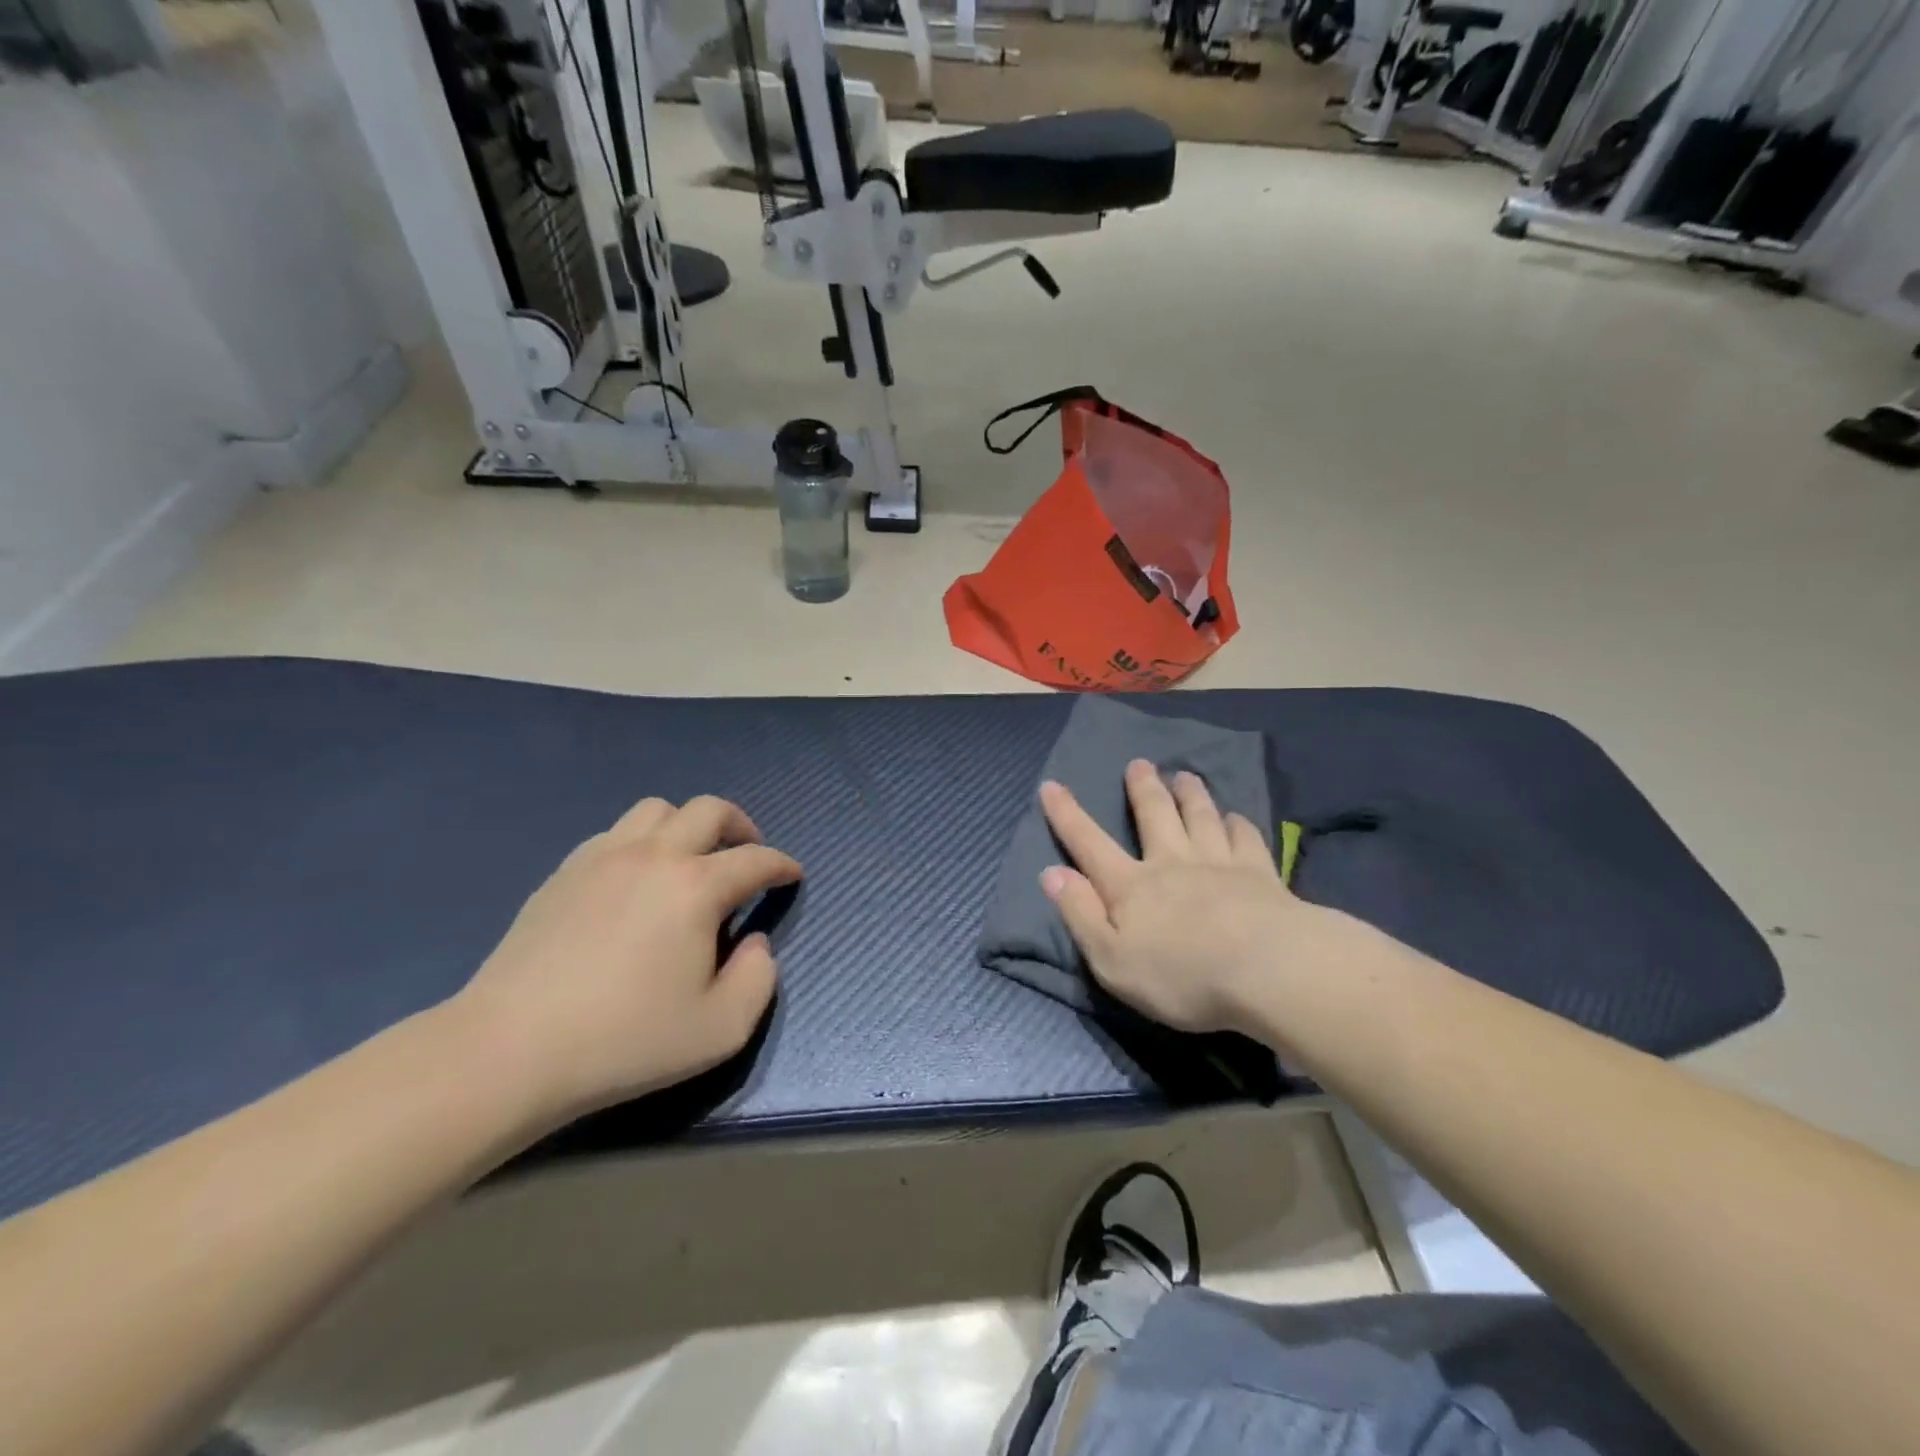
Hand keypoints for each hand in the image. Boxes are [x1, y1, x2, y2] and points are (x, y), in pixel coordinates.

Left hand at [450, 795, 800, 1128]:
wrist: (510, 1050)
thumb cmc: (626, 1041)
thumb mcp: (721, 1029)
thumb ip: (759, 979)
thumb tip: (754, 942)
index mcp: (697, 887)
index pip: (756, 859)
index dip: (782, 864)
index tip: (791, 875)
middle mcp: (655, 856)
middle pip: (709, 809)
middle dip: (741, 825)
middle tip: (748, 852)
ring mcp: (603, 857)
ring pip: (658, 810)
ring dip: (687, 825)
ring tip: (691, 859)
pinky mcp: (564, 872)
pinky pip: (615, 833)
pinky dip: (641, 842)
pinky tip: (636, 879)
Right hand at [1039, 762, 1335, 1035]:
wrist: (1268, 971)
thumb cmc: (1181, 976)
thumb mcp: (1111, 960)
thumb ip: (1080, 914)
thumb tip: (1051, 873)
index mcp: (1131, 887)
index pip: (1089, 844)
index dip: (1067, 815)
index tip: (1051, 785)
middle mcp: (1172, 863)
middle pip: (1154, 815)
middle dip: (1143, 788)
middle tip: (1140, 763)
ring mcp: (1219, 864)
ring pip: (1201, 817)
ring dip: (1190, 794)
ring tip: (1185, 775)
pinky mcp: (1261, 874)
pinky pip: (1246, 838)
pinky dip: (1239, 824)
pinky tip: (1237, 817)